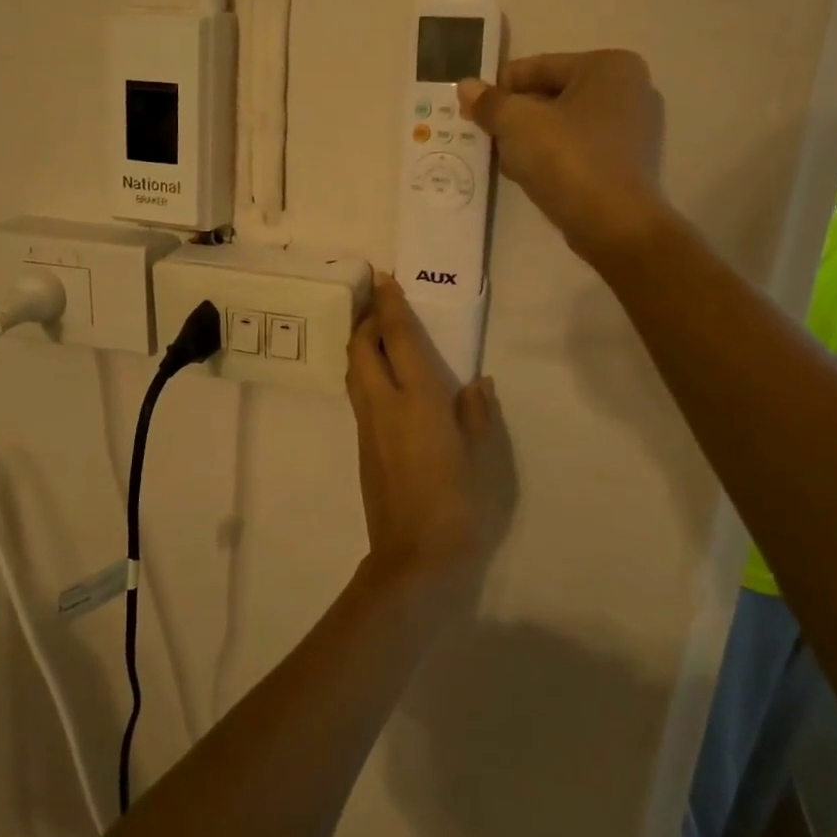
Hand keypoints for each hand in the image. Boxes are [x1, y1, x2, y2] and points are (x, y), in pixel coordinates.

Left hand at [345, 278, 513, 588]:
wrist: (414, 557)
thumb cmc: (459, 504)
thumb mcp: (482, 457)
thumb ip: (477, 414)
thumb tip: (477, 383)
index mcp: (418, 400)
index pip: (398, 339)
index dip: (391, 306)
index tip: (386, 280)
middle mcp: (384, 404)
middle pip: (361, 347)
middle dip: (367, 320)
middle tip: (382, 304)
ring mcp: (367, 425)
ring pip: (353, 369)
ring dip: (361, 344)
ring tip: (378, 333)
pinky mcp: (361, 444)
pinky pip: (358, 392)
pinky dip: (364, 370)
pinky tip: (383, 377)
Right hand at [458, 50, 665, 260]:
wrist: (614, 224)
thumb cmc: (568, 159)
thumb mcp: (518, 124)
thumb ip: (490, 102)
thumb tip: (466, 87)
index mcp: (609, 66)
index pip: (538, 67)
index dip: (499, 88)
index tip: (472, 111)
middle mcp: (629, 90)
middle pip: (551, 95)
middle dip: (514, 116)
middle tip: (484, 136)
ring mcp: (633, 129)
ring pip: (563, 124)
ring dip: (529, 138)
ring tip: (502, 159)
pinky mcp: (626, 163)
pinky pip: (578, 149)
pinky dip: (551, 157)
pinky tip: (528, 175)